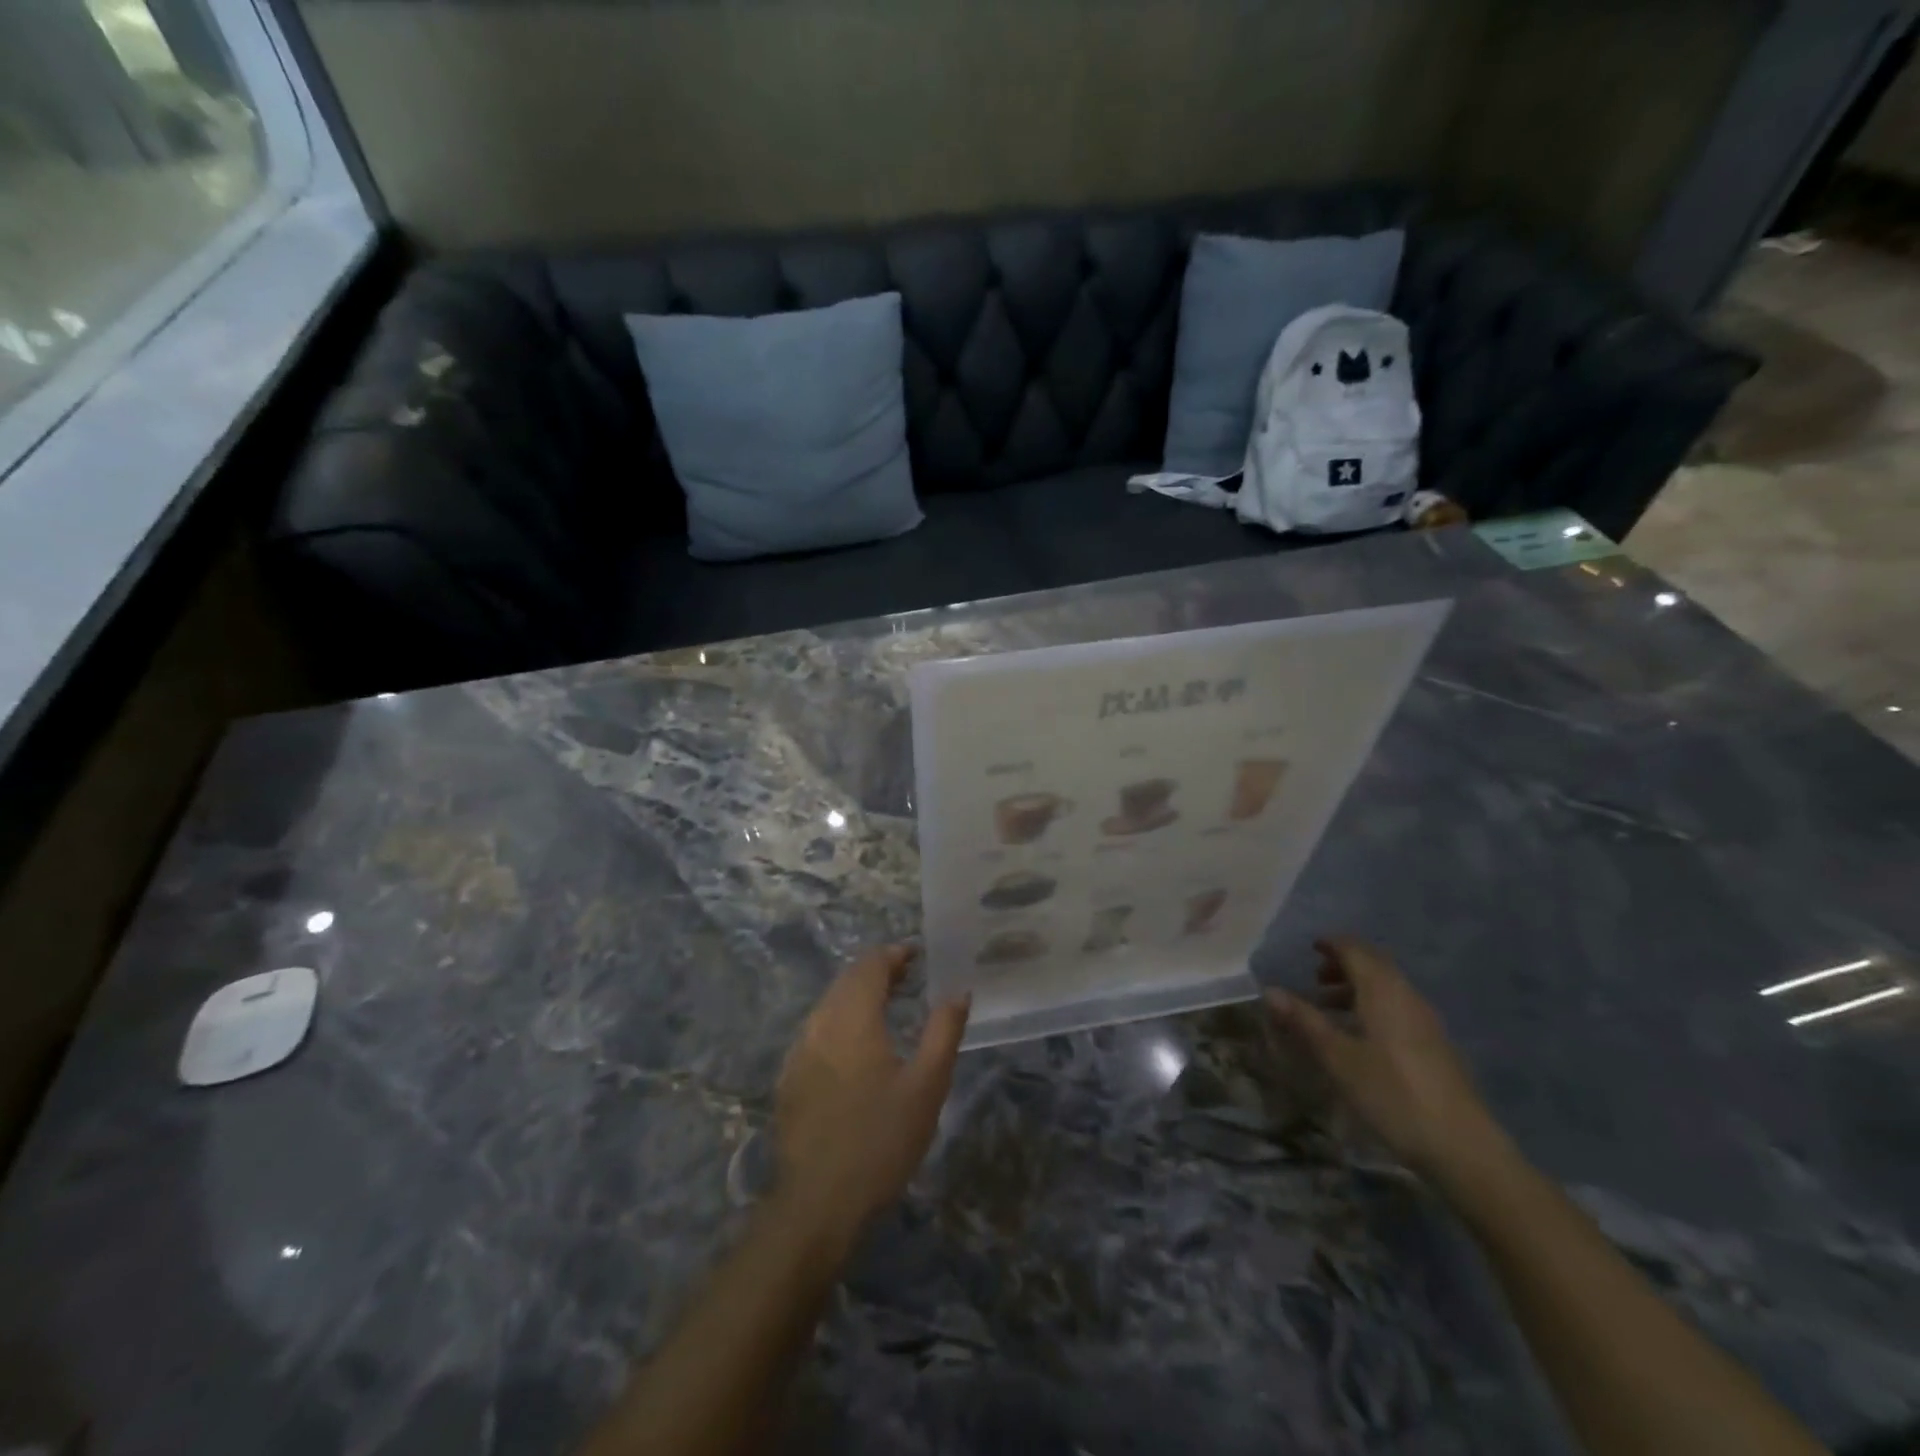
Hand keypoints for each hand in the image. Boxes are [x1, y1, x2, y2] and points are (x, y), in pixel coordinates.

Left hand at [773, 946, 969, 1237]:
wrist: (818, 1203)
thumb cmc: (881, 1140)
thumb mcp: (927, 1086)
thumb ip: (944, 1031)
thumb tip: (959, 991)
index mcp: (853, 1018)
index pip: (870, 965)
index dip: (893, 953)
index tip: (917, 954)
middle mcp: (820, 1023)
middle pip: (846, 979)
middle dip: (877, 970)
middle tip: (907, 976)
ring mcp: (799, 1051)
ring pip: (829, 1003)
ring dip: (857, 994)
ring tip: (887, 1004)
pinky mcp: (789, 1077)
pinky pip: (816, 1030)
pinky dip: (840, 1019)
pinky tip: (856, 1045)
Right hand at [1267, 937, 1506, 1183]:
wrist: (1462, 1147)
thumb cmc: (1391, 1094)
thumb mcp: (1337, 1057)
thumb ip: (1304, 1020)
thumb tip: (1270, 990)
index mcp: (1383, 991)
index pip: (1356, 950)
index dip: (1332, 945)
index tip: (1311, 948)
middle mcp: (1407, 996)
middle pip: (1375, 965)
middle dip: (1345, 965)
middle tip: (1315, 979)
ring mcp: (1426, 1021)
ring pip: (1388, 988)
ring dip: (1358, 988)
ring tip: (1330, 1009)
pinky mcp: (1436, 1046)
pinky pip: (1399, 1009)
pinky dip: (1374, 1007)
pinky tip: (1361, 1037)